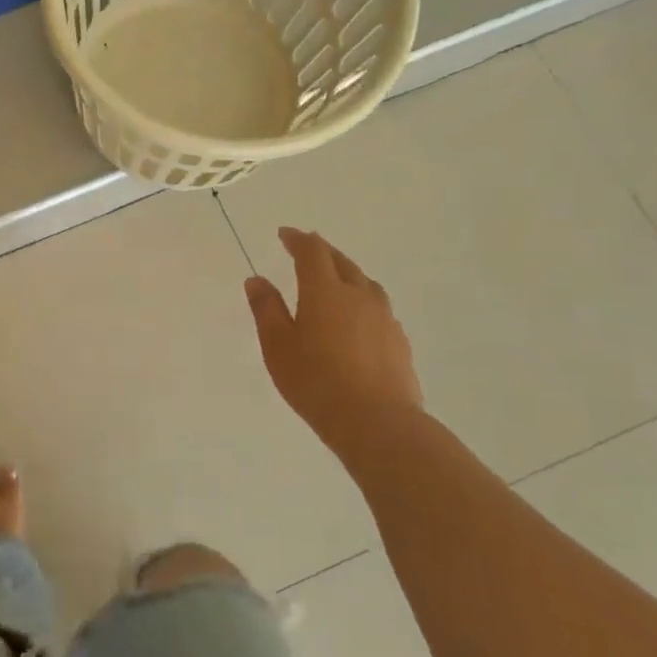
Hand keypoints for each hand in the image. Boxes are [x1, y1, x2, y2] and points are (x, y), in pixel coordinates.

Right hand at [245, 227, 422, 453]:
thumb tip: (257, 279)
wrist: (377, 422)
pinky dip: (361, 300)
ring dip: (346, 273)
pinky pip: (377, 307)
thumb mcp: (277, 346)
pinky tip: (356, 318)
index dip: (297, 239)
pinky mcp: (399, 340)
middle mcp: (358, 295)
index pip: (312, 251)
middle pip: (342, 261)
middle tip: (306, 249)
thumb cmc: (316, 381)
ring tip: (333, 280)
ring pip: (365, 282)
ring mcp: (384, 317)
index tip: (284, 234)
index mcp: (325, 291)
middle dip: (322, 251)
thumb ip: (267, 309)